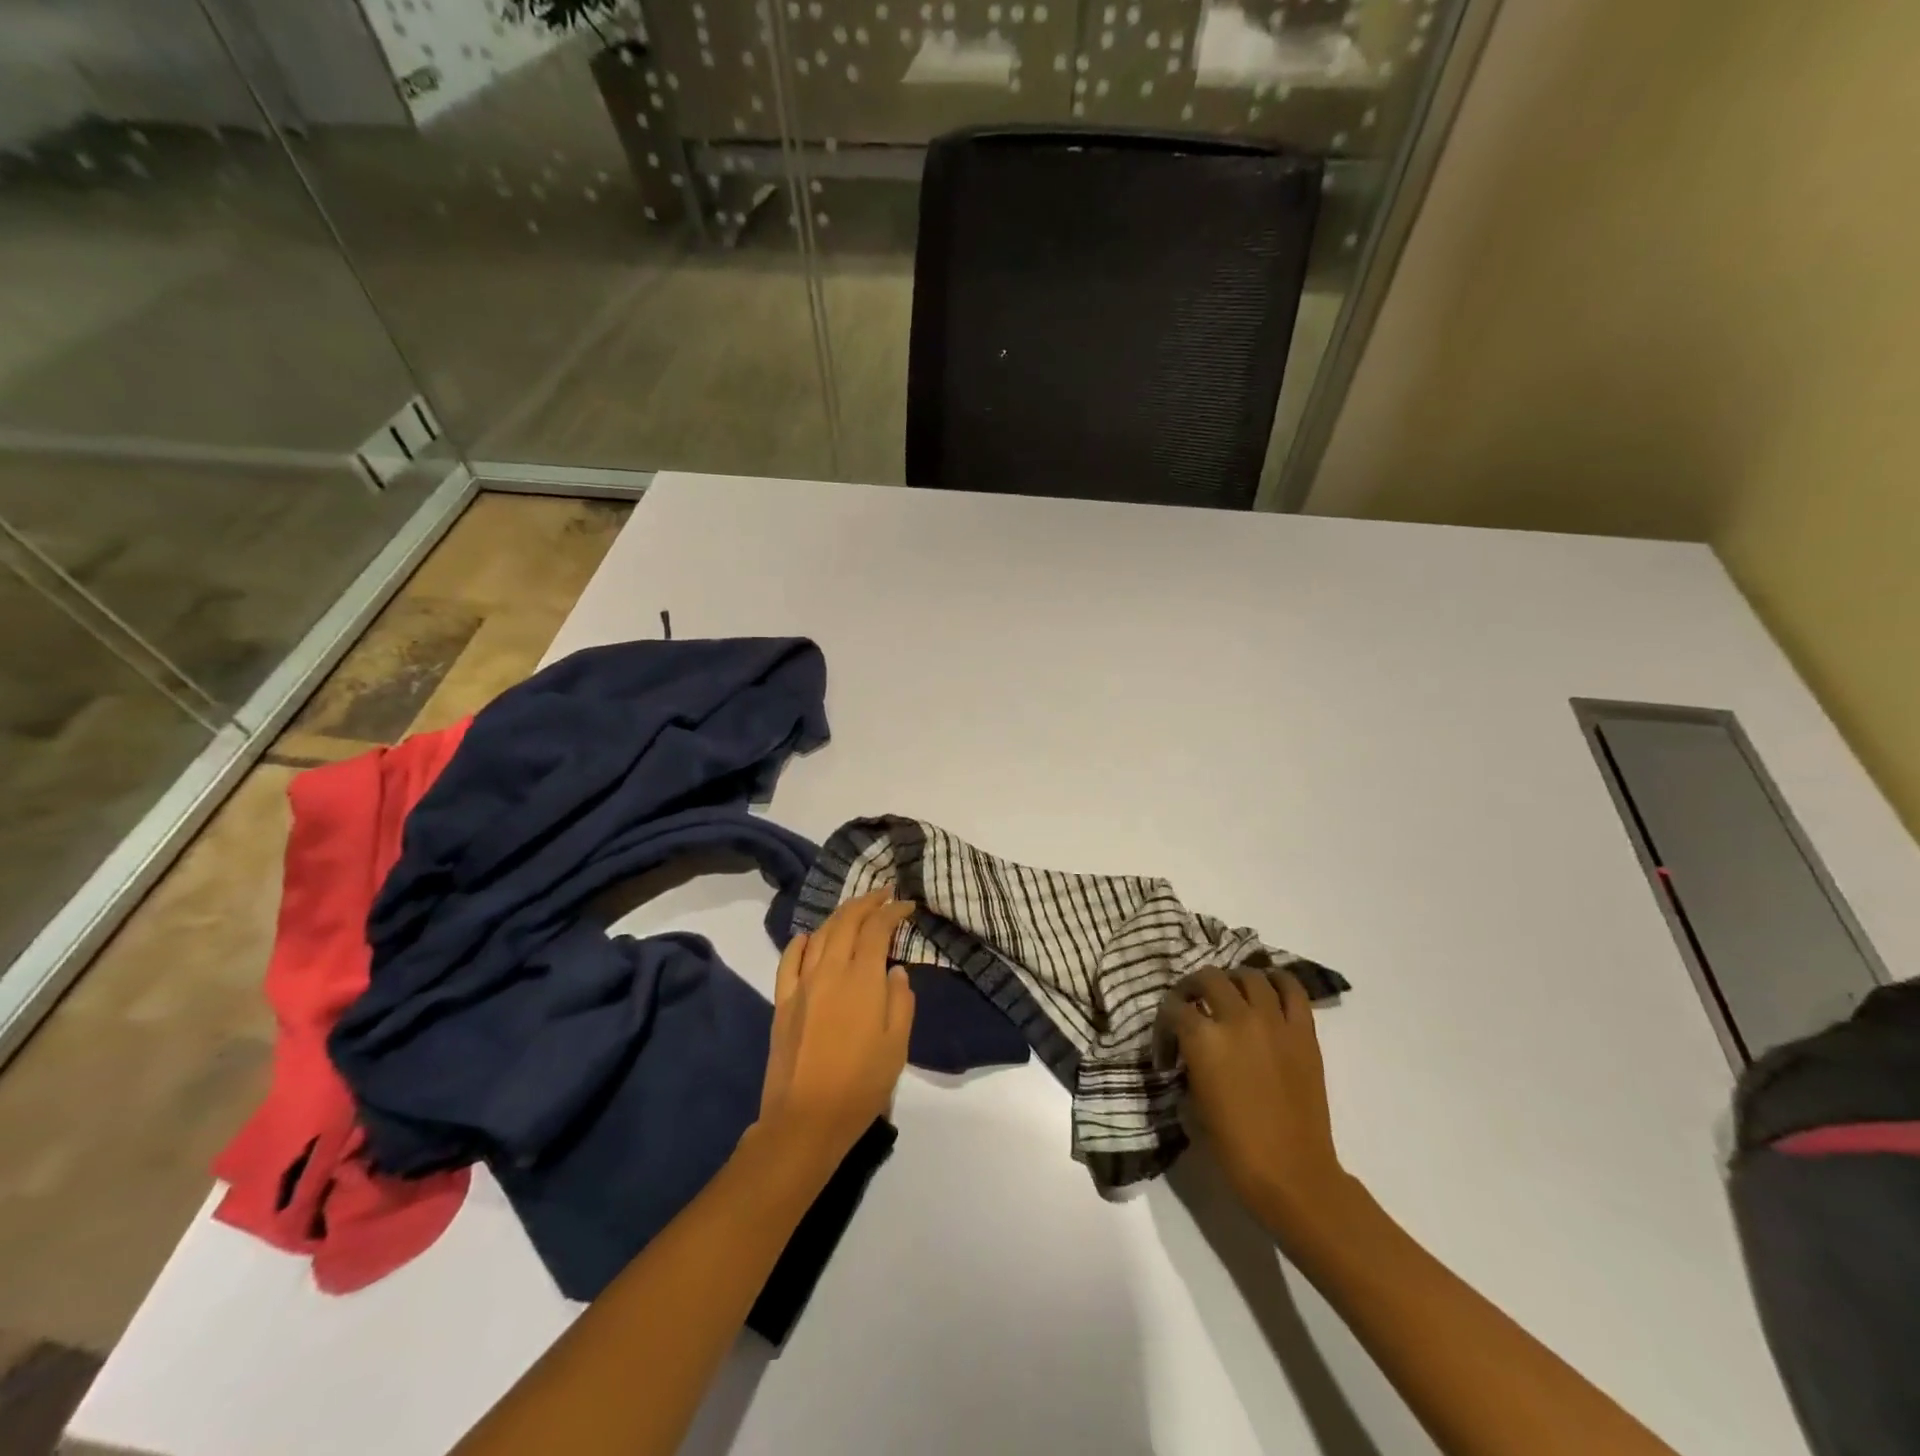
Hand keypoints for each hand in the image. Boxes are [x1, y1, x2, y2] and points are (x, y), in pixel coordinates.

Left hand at [759, 891, 916, 1163]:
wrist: (805, 1120)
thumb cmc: (861, 1085)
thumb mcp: (897, 1046)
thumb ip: (900, 1001)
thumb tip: (895, 971)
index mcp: (862, 980)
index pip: (877, 929)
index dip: (892, 911)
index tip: (906, 906)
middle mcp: (830, 971)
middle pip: (846, 922)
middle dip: (866, 902)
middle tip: (883, 894)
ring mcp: (802, 985)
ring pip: (819, 935)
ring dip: (839, 917)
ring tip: (855, 911)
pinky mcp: (783, 1002)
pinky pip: (789, 960)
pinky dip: (801, 942)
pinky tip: (808, 937)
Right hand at [1164, 965, 1353, 1239]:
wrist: (1292, 1174)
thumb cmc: (1234, 1147)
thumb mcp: (1193, 1102)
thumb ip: (1189, 1063)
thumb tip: (1189, 1051)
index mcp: (1203, 1039)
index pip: (1173, 1007)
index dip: (1165, 1024)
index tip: (1169, 1046)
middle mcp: (1236, 1018)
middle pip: (1208, 978)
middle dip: (1193, 988)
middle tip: (1193, 1007)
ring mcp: (1274, 1021)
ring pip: (1249, 975)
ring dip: (1233, 981)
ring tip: (1230, 995)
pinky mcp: (1304, 1032)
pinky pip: (1292, 989)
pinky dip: (1277, 981)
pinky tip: (1267, 989)